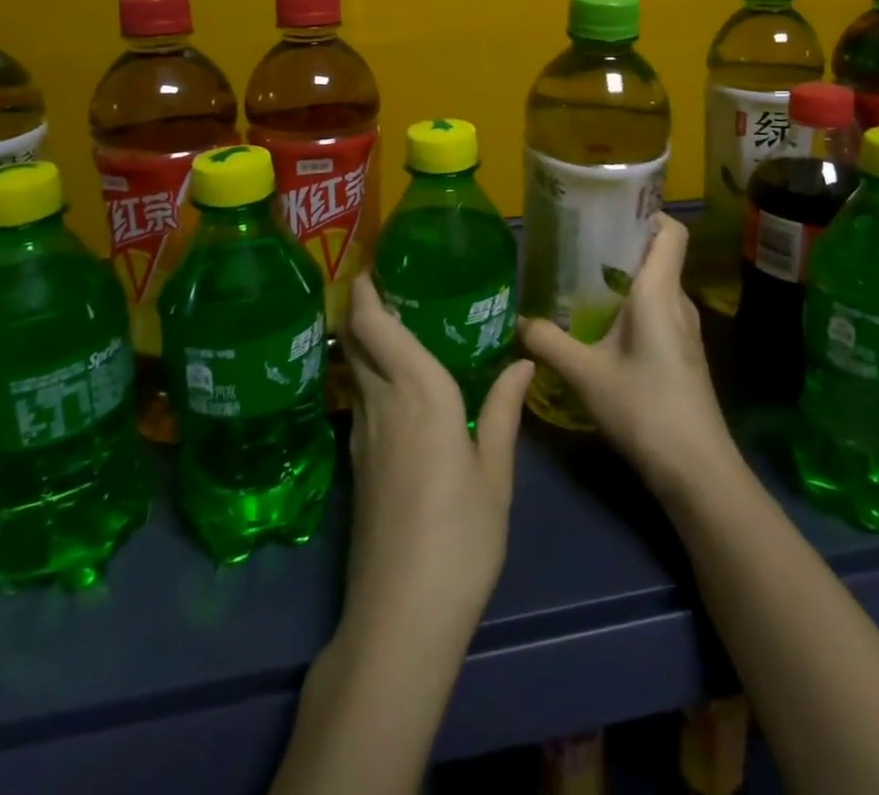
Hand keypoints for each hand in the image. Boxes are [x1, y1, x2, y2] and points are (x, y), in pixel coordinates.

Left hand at [340, 273, 533, 650]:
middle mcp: (382, 403)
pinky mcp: (356, 464)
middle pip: (357, 340)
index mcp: (419, 394)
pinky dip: (369, 373)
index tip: (372, 262)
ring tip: (394, 320)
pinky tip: (395, 383)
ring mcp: (362, 435)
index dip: (366, 290)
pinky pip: (360, 398)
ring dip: (364, 338)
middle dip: (361, 305)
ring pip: (355, 368)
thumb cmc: (461, 538)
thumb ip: (504, 411)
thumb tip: (523, 362)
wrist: (399, 617)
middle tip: (386, 280)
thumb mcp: (495, 475)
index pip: (375, 326)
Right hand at [518, 214, 736, 497]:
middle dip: (621, 246)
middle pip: (658, 257)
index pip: (671, 232)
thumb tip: (518, 321)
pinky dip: (633, 308)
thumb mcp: (585, 374)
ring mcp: (685, 332)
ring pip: (657, 288)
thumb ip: (549, 343)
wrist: (698, 471)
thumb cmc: (645, 409)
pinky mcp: (683, 356)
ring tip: (582, 284)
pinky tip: (602, 329)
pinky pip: (658, 313)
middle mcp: (678, 303)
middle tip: (578, 246)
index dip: (649, 213)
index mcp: (659, 292)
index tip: (611, 210)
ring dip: (625, 280)